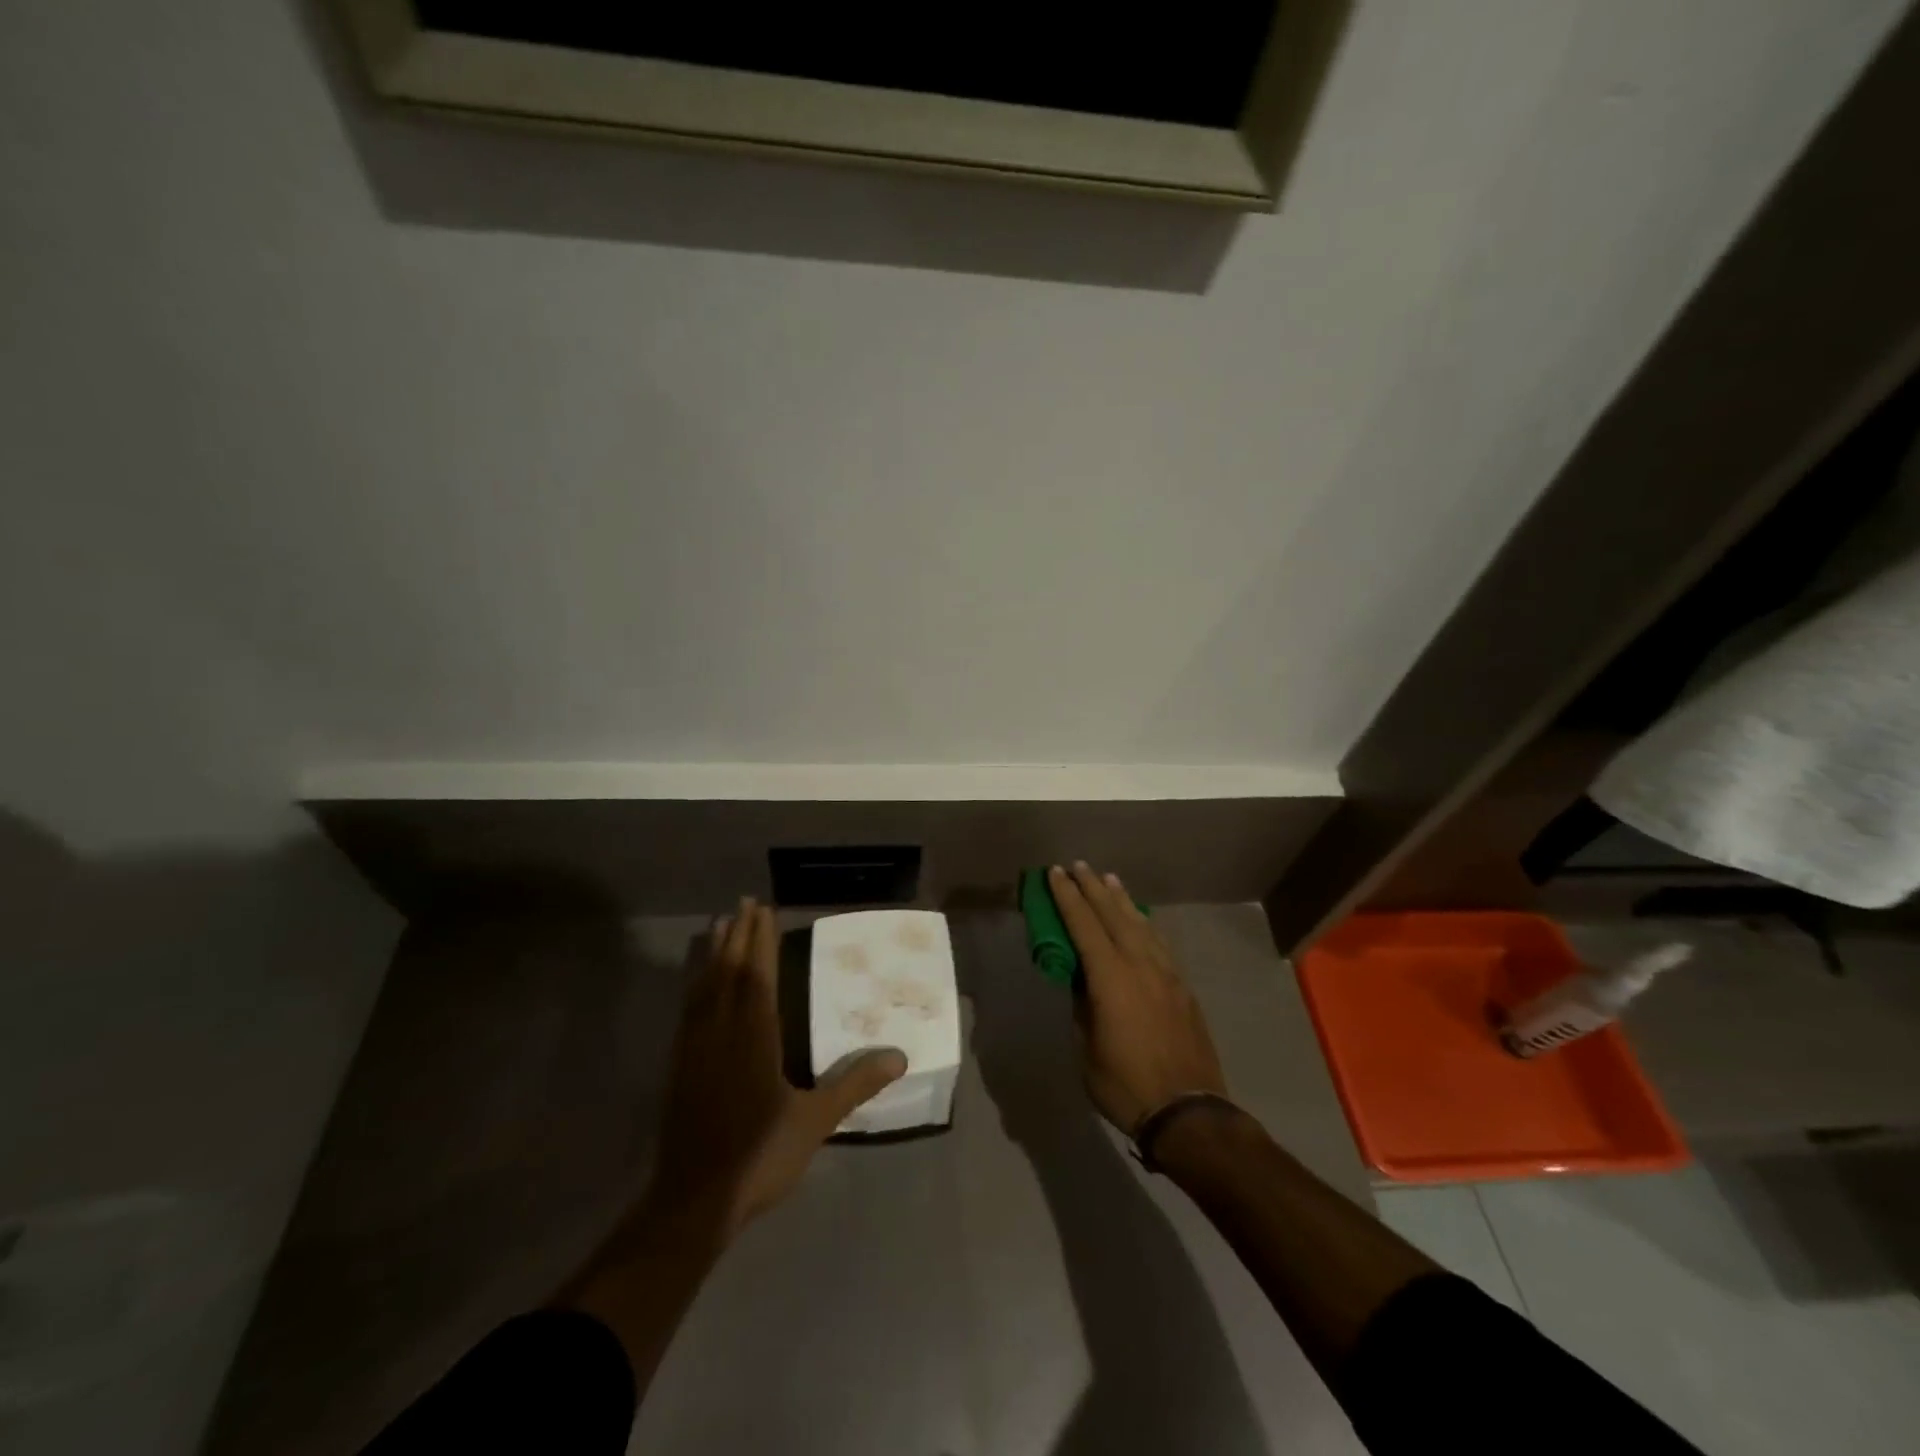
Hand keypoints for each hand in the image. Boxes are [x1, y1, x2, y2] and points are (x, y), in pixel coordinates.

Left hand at [647, 899, 905, 1237]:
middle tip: (743, 903)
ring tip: (719, 925)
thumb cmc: (759, 1156)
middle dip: (738, 935)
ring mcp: (695, 1048)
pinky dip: (696, 984)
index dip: (762, 942)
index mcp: (755, 1037)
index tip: (764, 910)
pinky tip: (698, 982)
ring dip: (714, 953)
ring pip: (704, 986)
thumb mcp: (815, 1121)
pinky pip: (688, 1009)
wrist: (692, 1202)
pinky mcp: (679, 1066)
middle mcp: (722, 1032)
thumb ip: (854, 1084)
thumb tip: (899, 1056)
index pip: (758, 976)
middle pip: (729, 972)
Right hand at [1047, 863, 1227, 1135]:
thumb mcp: (1088, 1048)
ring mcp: (1166, 974)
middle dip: (1093, 888)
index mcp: (1111, 978)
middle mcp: (1140, 965)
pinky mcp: (1183, 987)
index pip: (1084, 925)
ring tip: (1110, 880)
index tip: (1055, 873)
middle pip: (1114, 915)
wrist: (1189, 1112)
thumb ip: (1083, 1006)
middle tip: (1078, 865)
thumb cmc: (1126, 1084)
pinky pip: (1159, 942)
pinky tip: (1140, 920)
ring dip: (1122, 900)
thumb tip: (1081, 980)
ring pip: (1141, 924)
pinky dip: (1144, 924)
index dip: (1067, 897)